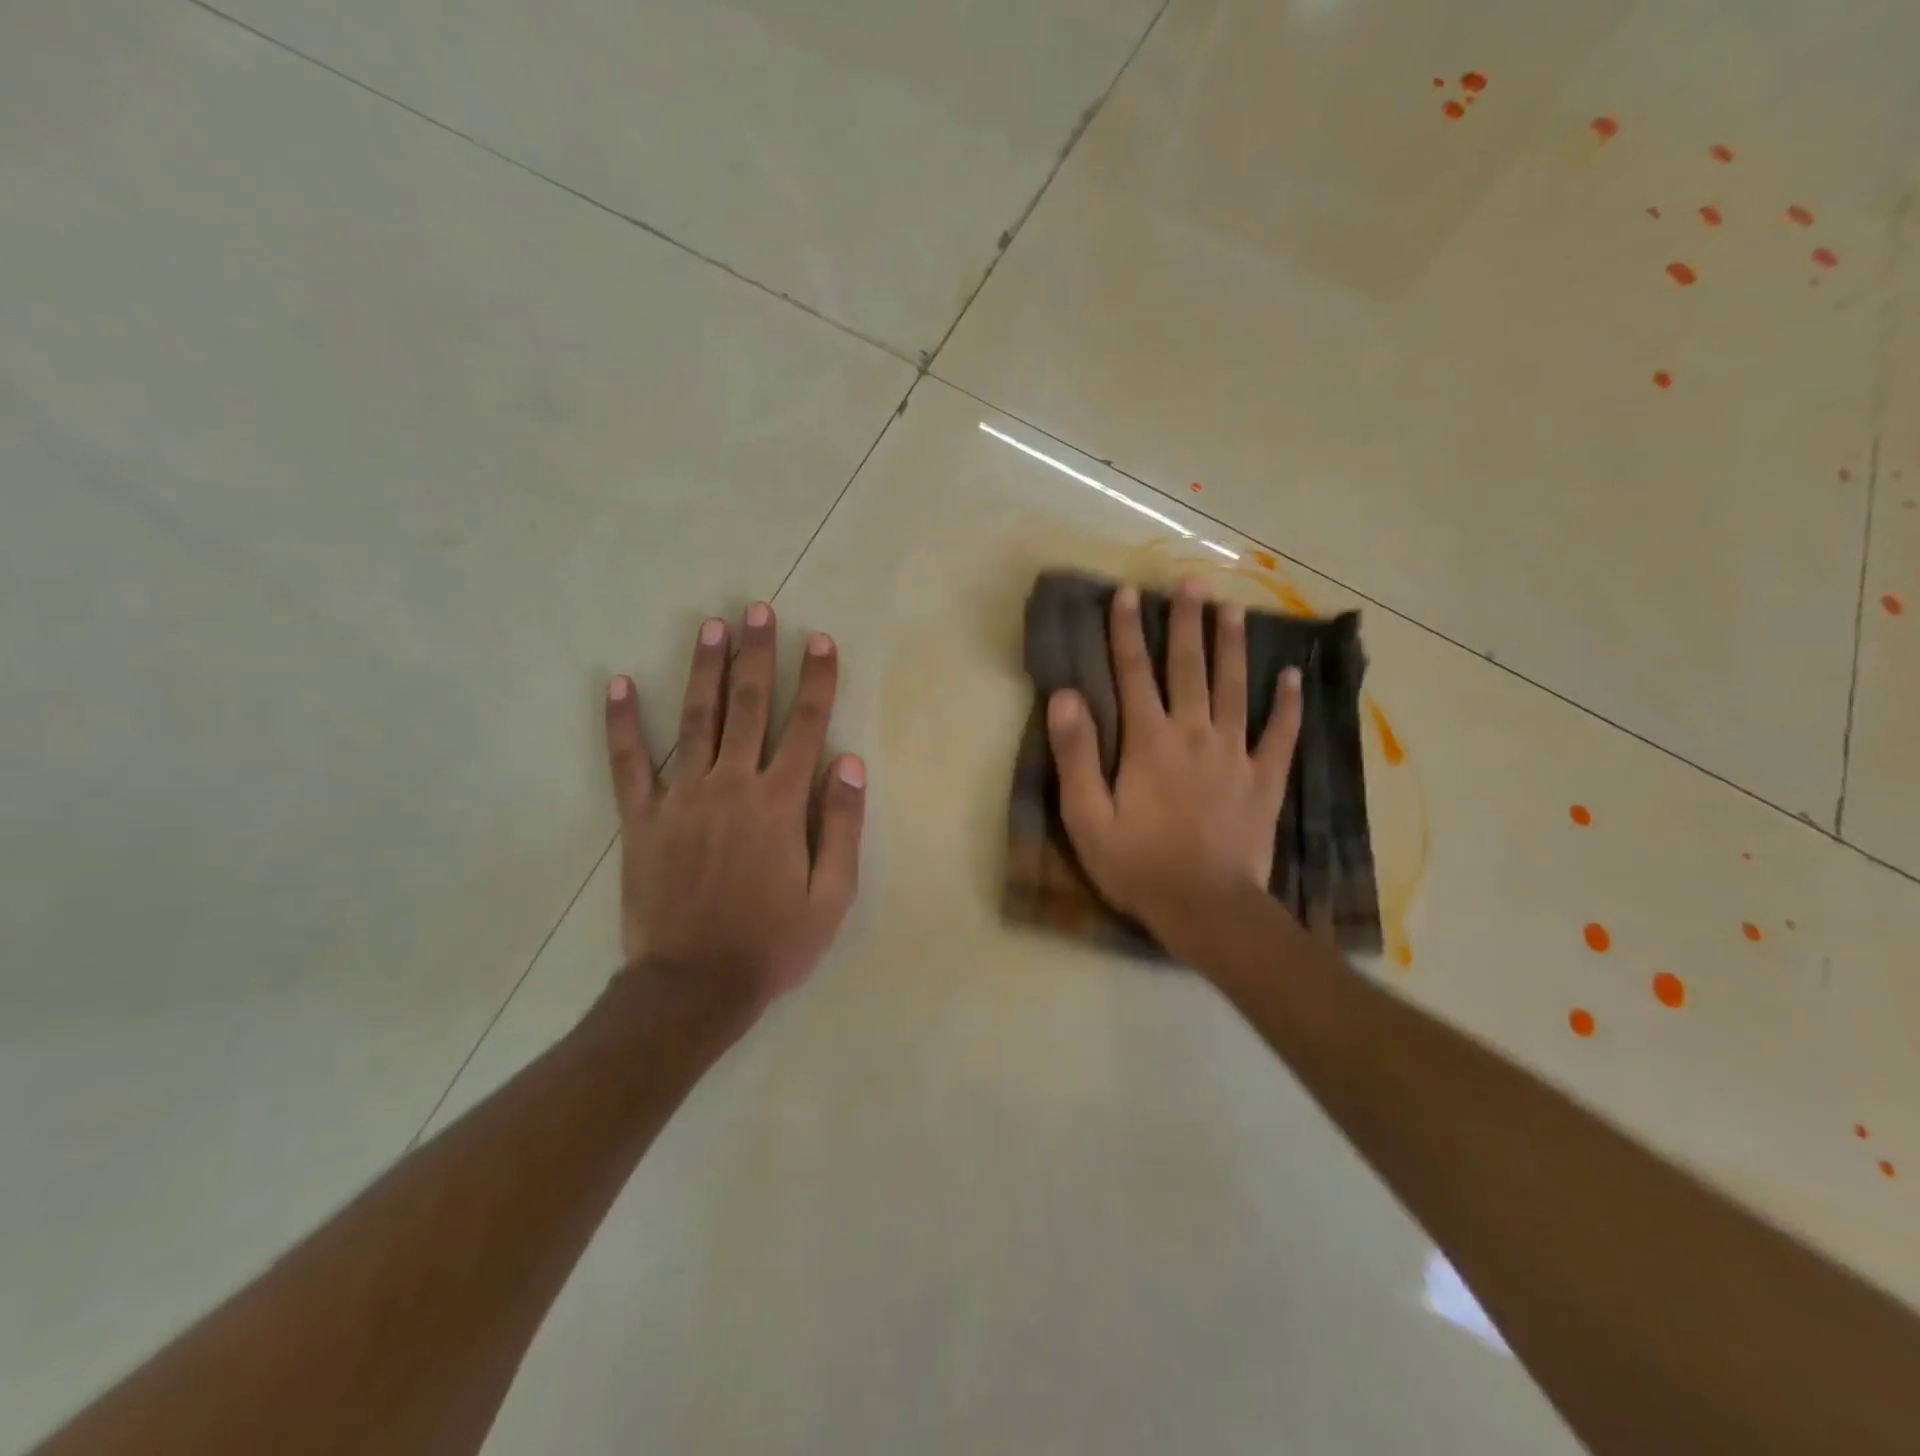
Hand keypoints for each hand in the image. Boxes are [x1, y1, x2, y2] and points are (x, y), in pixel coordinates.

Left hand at [603, 601, 865, 1016]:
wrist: (694, 986)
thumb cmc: (773, 943)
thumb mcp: (832, 896)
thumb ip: (843, 825)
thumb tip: (850, 762)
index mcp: (780, 804)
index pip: (805, 726)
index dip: (816, 680)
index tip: (819, 640)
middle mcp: (732, 786)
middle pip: (748, 707)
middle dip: (756, 655)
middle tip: (757, 610)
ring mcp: (682, 798)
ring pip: (696, 720)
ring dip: (704, 670)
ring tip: (710, 626)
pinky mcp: (642, 819)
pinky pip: (630, 763)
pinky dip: (623, 724)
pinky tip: (618, 685)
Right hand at [1045, 577, 1300, 964]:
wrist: (1206, 908)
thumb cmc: (1138, 865)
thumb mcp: (1087, 817)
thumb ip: (1076, 755)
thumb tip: (1065, 696)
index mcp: (1148, 741)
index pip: (1133, 674)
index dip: (1128, 632)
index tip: (1128, 594)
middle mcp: (1193, 734)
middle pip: (1189, 668)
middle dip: (1187, 623)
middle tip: (1191, 582)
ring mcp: (1234, 754)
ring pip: (1234, 688)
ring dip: (1233, 647)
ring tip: (1234, 609)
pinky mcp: (1263, 780)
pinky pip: (1280, 735)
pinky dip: (1288, 705)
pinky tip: (1293, 678)